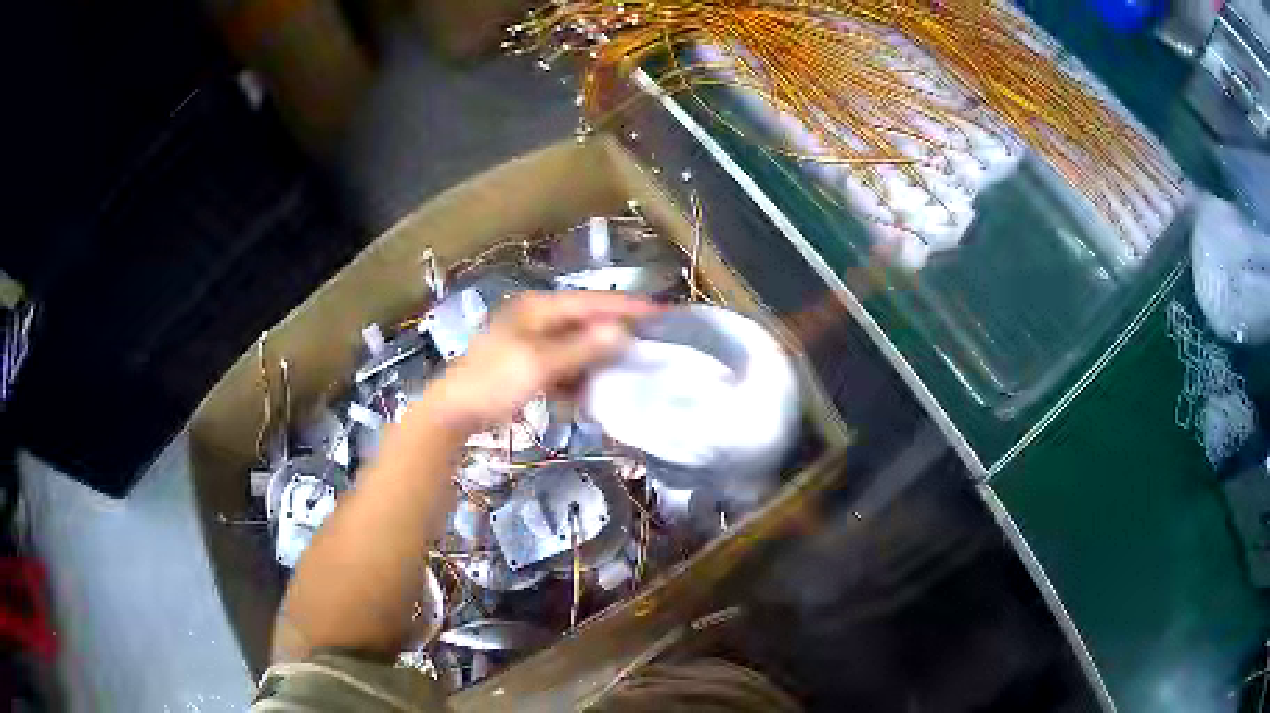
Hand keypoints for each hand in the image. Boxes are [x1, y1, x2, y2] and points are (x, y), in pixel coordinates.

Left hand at [411, 291, 657, 436]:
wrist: (454, 412)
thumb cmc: (494, 382)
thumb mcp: (539, 364)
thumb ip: (582, 348)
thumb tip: (622, 333)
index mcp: (537, 308)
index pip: (591, 302)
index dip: (626, 307)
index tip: (660, 312)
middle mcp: (536, 318)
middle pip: (585, 321)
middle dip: (616, 332)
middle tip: (652, 340)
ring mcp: (531, 342)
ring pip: (576, 345)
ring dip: (599, 357)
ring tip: (630, 366)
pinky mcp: (528, 365)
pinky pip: (564, 365)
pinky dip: (580, 375)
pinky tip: (595, 389)